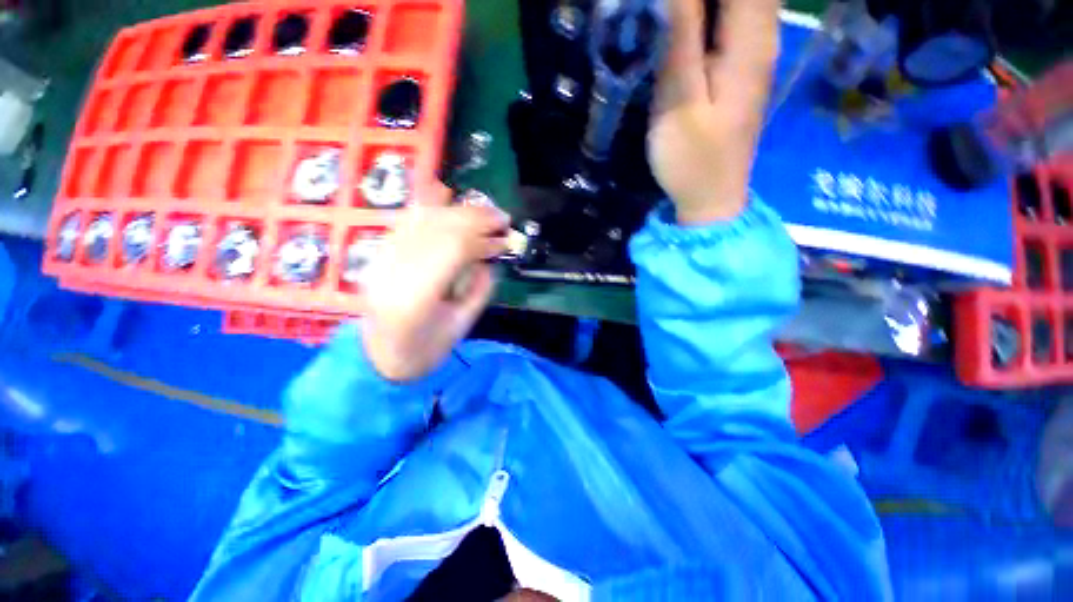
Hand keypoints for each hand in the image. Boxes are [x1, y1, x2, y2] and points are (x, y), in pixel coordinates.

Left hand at [361, 205, 508, 381]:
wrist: (377, 359)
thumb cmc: (423, 352)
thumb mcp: (460, 328)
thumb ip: (478, 291)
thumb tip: (489, 260)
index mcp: (416, 298)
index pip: (454, 251)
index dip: (484, 240)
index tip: (504, 239)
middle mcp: (394, 271)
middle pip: (438, 228)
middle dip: (474, 218)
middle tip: (502, 217)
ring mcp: (382, 260)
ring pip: (421, 219)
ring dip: (456, 210)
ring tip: (482, 210)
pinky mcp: (379, 255)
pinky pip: (404, 221)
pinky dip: (426, 205)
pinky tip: (442, 191)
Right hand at [648, 0, 780, 224]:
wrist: (711, 198)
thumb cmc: (691, 159)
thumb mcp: (679, 100)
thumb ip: (681, 36)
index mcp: (750, 40)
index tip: (668, 4)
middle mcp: (763, 37)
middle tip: (665, 14)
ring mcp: (755, 53)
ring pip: (744, 3)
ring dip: (703, 6)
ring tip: (672, 19)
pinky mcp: (743, 68)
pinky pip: (736, 19)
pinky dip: (712, 14)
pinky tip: (686, 23)